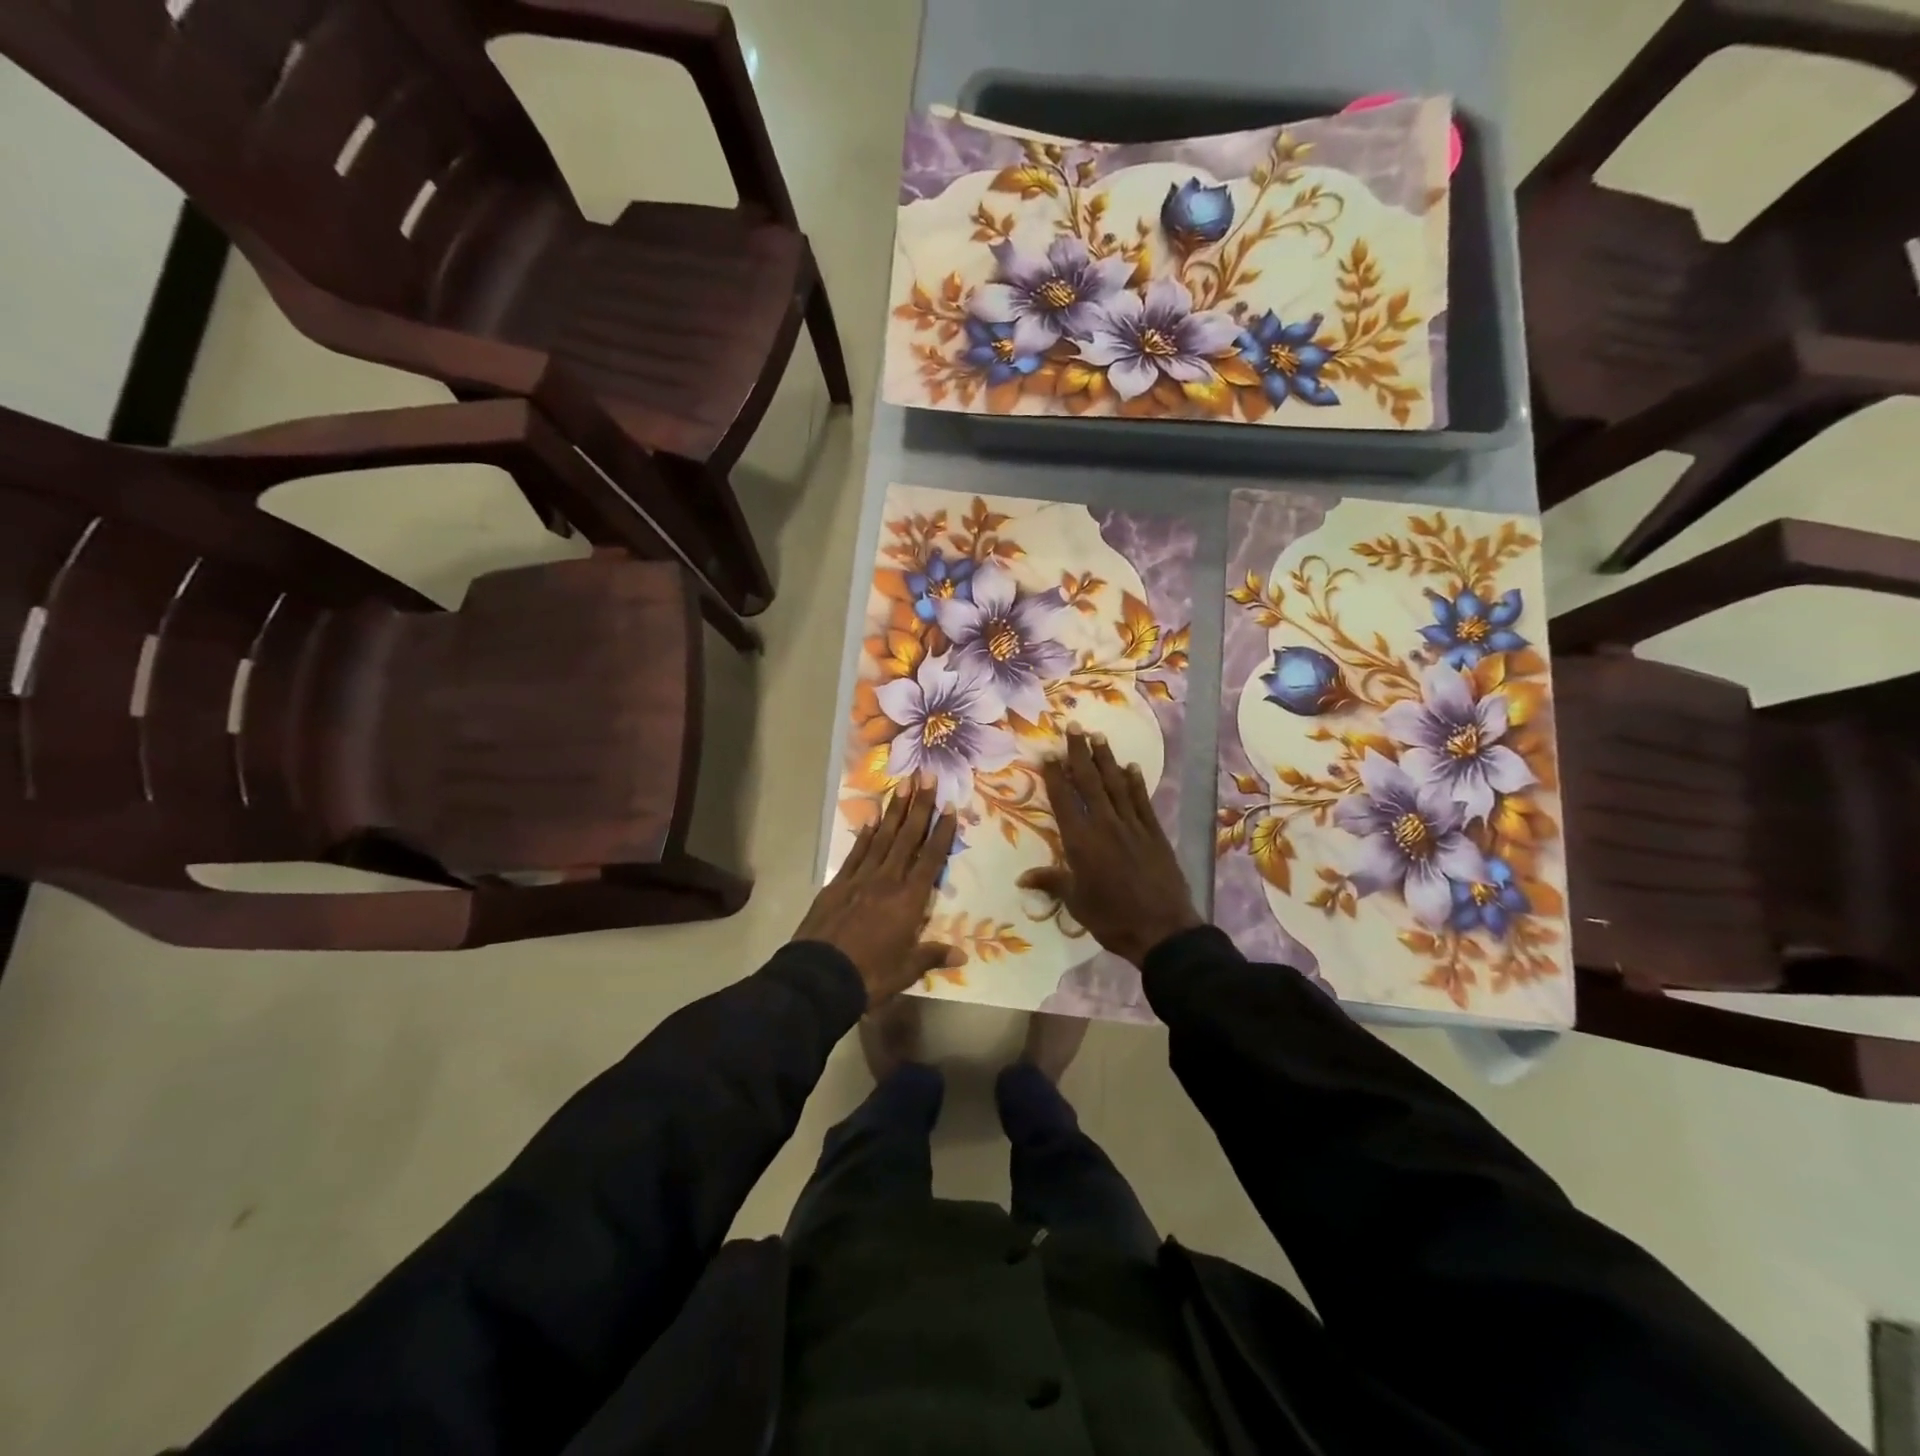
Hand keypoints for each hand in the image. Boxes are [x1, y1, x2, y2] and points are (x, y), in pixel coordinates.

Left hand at [795, 781, 961, 1007]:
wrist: (819, 977)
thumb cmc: (870, 975)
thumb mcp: (907, 970)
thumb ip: (933, 955)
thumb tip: (962, 956)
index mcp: (909, 900)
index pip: (930, 859)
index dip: (941, 832)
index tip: (949, 807)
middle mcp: (887, 880)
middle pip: (907, 838)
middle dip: (919, 806)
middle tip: (927, 776)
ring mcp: (860, 878)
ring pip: (883, 838)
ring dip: (895, 811)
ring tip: (904, 785)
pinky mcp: (838, 883)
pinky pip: (856, 852)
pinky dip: (867, 833)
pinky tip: (874, 818)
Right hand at [1020, 730, 1203, 967]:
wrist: (1162, 929)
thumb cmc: (1111, 918)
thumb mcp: (1076, 903)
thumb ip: (1051, 882)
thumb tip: (1022, 877)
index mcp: (1081, 841)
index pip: (1064, 800)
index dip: (1055, 776)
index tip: (1049, 753)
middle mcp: (1105, 825)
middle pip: (1090, 783)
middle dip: (1079, 754)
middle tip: (1074, 728)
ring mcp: (1132, 826)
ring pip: (1116, 785)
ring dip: (1106, 760)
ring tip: (1098, 737)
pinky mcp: (1154, 833)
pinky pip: (1142, 801)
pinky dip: (1135, 783)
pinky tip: (1131, 767)